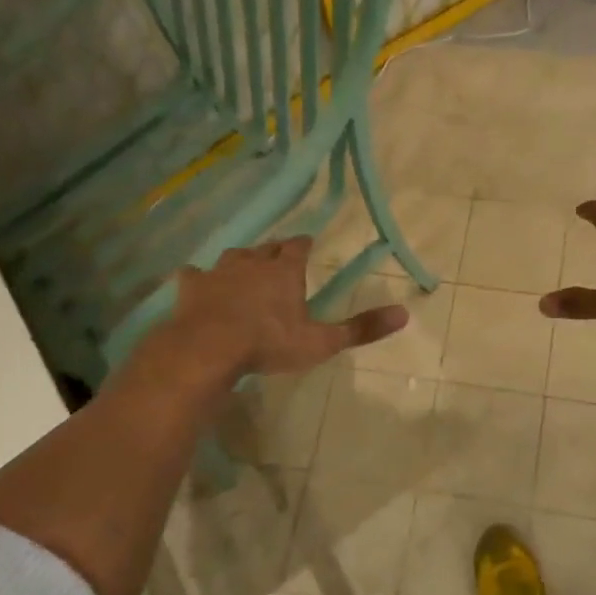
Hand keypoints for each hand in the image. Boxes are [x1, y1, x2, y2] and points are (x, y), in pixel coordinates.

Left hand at [159, 237, 407, 379]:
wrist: (208, 349)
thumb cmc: (268, 343)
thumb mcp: (321, 341)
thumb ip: (360, 328)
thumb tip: (404, 314)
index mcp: (284, 271)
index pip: (298, 247)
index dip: (304, 245)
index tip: (307, 245)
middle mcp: (252, 262)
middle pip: (266, 247)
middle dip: (275, 250)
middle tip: (279, 258)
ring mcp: (218, 272)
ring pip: (233, 257)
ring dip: (241, 261)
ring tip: (245, 269)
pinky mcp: (191, 287)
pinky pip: (195, 275)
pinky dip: (199, 278)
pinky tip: (197, 284)